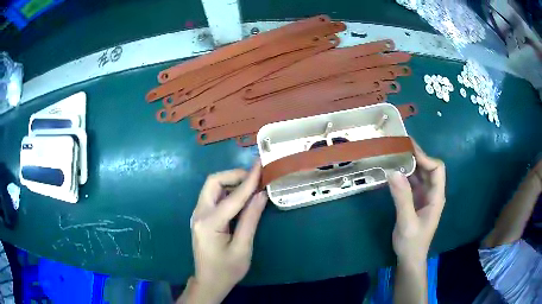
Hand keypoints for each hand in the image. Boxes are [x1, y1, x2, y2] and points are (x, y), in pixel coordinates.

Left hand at [181, 163, 267, 303]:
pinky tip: (241, 198)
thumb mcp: (243, 247)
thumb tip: (261, 194)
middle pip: (213, 182)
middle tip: (255, 179)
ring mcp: (197, 215)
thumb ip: (251, 219)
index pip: (232, 197)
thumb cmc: (227, 270)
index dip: (249, 180)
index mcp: (209, 224)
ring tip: (251, 187)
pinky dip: (227, 192)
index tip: (261, 165)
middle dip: (234, 176)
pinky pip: (213, 197)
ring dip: (231, 182)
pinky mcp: (201, 217)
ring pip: (211, 187)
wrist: (209, 282)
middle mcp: (199, 214)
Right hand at [388, 141, 445, 263]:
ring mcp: (424, 196)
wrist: (409, 258)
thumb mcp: (407, 222)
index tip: (407, 150)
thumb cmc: (412, 243)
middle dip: (416, 156)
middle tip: (398, 146)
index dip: (425, 157)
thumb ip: (402, 198)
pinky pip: (412, 182)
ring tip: (394, 155)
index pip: (437, 169)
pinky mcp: (415, 200)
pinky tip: (393, 172)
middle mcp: (432, 193)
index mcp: (436, 196)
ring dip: (409, 164)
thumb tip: (393, 172)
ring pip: (420, 174)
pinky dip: (404, 175)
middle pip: (429, 168)